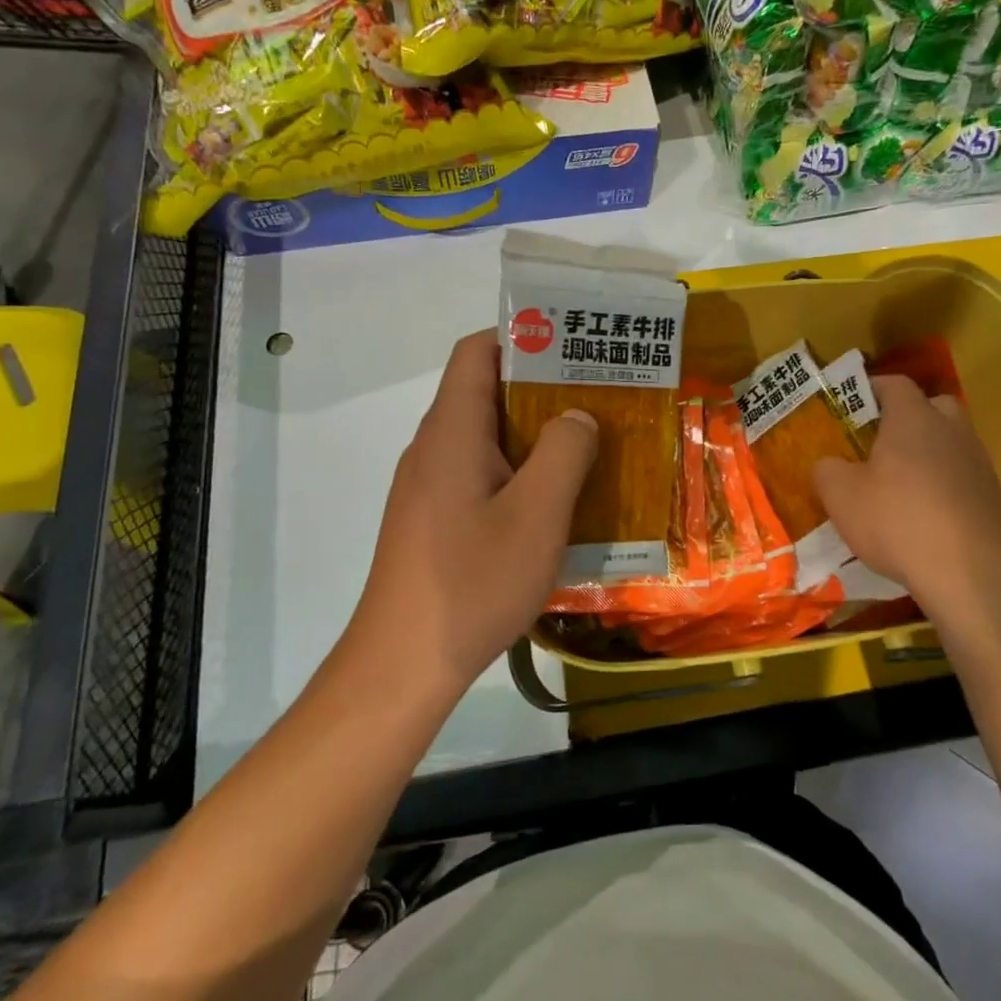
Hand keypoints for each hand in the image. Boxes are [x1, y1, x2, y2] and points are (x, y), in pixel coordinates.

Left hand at [350, 330, 597, 696]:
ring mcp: (428, 485)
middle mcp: (433, 447)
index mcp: (452, 431)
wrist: (403, 664)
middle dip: (542, 387)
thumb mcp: (536, 516)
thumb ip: (563, 454)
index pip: (477, 352)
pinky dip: (517, 471)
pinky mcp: (431, 518)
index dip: (522, 336)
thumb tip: (576, 415)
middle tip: (598, 396)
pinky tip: (553, 501)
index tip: (572, 347)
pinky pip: (478, 473)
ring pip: (485, 436)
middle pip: (484, 391)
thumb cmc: (472, 581)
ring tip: (588, 444)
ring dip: (534, 434)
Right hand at [812, 375, 1000, 627]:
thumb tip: (829, 464)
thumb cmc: (896, 520)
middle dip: (908, 416)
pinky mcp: (992, 497)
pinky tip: (924, 513)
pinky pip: (962, 476)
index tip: (851, 403)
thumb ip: (827, 469)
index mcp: (914, 418)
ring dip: (928, 452)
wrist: (965, 573)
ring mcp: (978, 463)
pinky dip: (944, 484)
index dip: (872, 388)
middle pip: (933, 406)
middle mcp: (951, 430)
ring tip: (900, 482)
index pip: (895, 384)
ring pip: (951, 441)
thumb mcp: (839, 495)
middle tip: (880, 440)